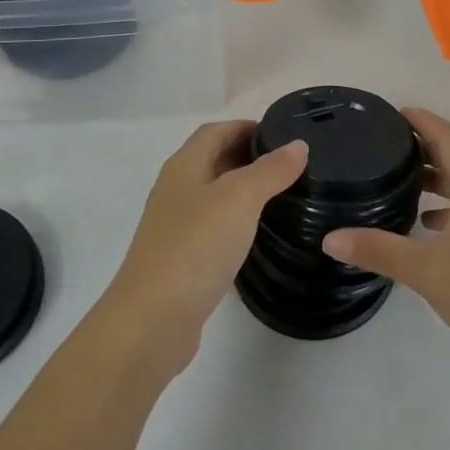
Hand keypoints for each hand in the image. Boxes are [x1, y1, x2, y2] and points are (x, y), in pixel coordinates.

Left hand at [99, 121, 307, 375]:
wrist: (152, 321)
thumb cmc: (195, 246)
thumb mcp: (240, 199)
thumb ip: (270, 170)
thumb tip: (297, 145)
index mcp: (184, 166)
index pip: (215, 131)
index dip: (246, 127)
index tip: (284, 136)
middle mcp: (176, 191)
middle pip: (213, 161)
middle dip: (249, 158)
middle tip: (291, 168)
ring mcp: (175, 228)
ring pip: (215, 199)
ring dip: (244, 195)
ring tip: (284, 200)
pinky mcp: (181, 263)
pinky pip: (213, 234)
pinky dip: (236, 230)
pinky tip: (260, 243)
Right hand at [322, 107, 449, 382]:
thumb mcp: (428, 272)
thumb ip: (378, 250)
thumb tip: (329, 237)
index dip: (424, 120)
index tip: (393, 113)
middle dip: (426, 145)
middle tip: (386, 145)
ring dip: (438, 177)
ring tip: (401, 182)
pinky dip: (449, 206)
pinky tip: (428, 227)